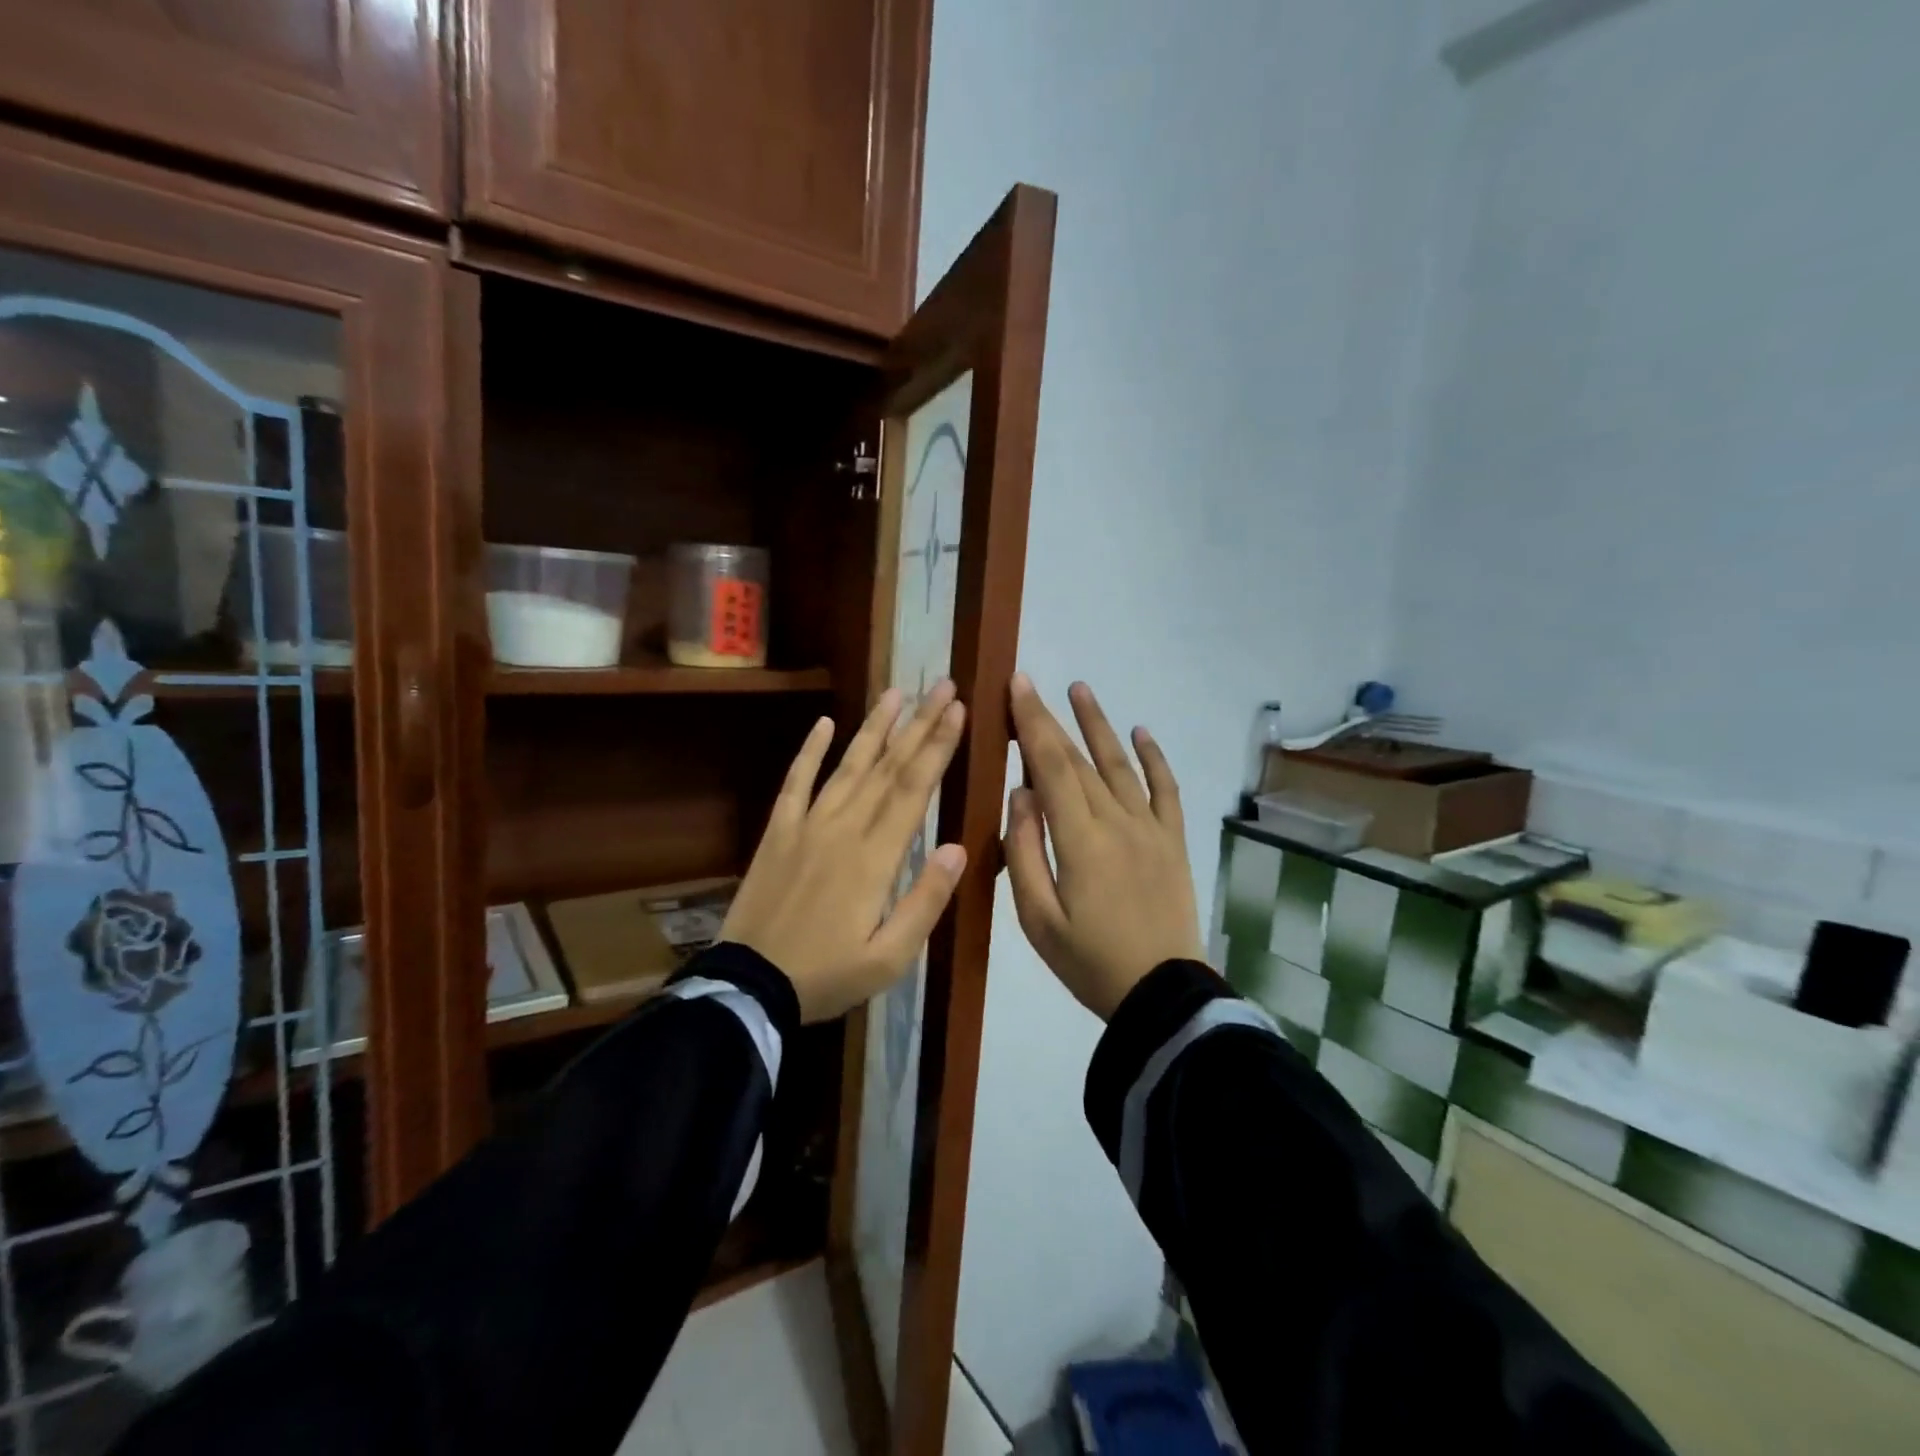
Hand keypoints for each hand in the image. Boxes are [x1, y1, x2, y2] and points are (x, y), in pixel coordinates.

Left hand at [722, 683, 967, 1021]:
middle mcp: (843, 828)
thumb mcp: (889, 957)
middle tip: (940, 685)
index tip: (957, 710)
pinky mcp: (777, 832)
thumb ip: (926, 901)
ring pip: (846, 765)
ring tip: (896, 693)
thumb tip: (958, 847)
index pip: (913, 788)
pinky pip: (795, 783)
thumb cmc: (827, 976)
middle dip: (918, 724)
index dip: (938, 746)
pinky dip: (809, 752)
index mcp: (875, 857)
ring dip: (874, 727)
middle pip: (887, 767)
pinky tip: (824, 724)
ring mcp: (806, 825)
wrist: (748, 987)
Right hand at [1002, 676, 1203, 1019]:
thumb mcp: (1038, 918)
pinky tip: (1142, 732)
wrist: (1161, 993)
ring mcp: (1150, 828)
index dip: (1032, 722)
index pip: (1050, 766)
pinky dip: (1155, 758)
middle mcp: (1116, 821)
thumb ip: (1023, 852)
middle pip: (1079, 759)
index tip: (1017, 687)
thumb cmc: (1088, 961)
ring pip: (1120, 764)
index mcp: (1079, 839)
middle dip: (1052, 719)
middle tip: (1032, 686)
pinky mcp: (1172, 841)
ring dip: (1100, 725)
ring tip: (1081, 689)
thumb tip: (1020, 793)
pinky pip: (1166, 790)